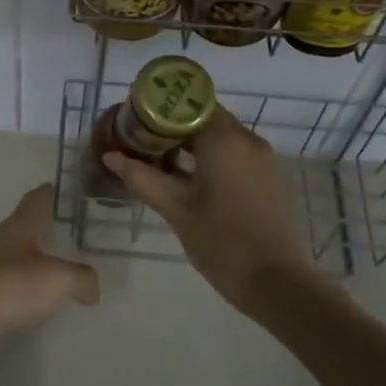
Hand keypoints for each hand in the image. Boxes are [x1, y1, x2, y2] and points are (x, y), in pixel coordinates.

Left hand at [0, 184, 99, 369]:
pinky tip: (46, 300)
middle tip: (83, 235)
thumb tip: (92, 288)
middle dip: (53, 227)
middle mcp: (5, 240)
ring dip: (42, 259)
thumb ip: (82, 278)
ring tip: (70, 269)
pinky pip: (15, 285)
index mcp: (21, 224)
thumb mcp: (59, 278)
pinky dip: (31, 288)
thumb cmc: (10, 285)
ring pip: (23, 255)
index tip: (78, 194)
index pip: (40, 197)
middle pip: (30, 226)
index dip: (57, 193)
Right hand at [103, 108, 311, 314]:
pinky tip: (190, 182)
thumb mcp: (175, 209)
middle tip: (142, 143)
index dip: (163, 109)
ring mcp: (263, 160)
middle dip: (174, 128)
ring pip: (222, 139)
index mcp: (225, 139)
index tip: (138, 121)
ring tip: (160, 163)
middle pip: (207, 119)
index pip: (191, 104)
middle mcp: (248, 140)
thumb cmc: (220, 240)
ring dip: (192, 146)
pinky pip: (236, 157)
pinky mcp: (270, 179)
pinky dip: (212, 160)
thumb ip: (141, 177)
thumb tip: (110, 156)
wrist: (275, 281)